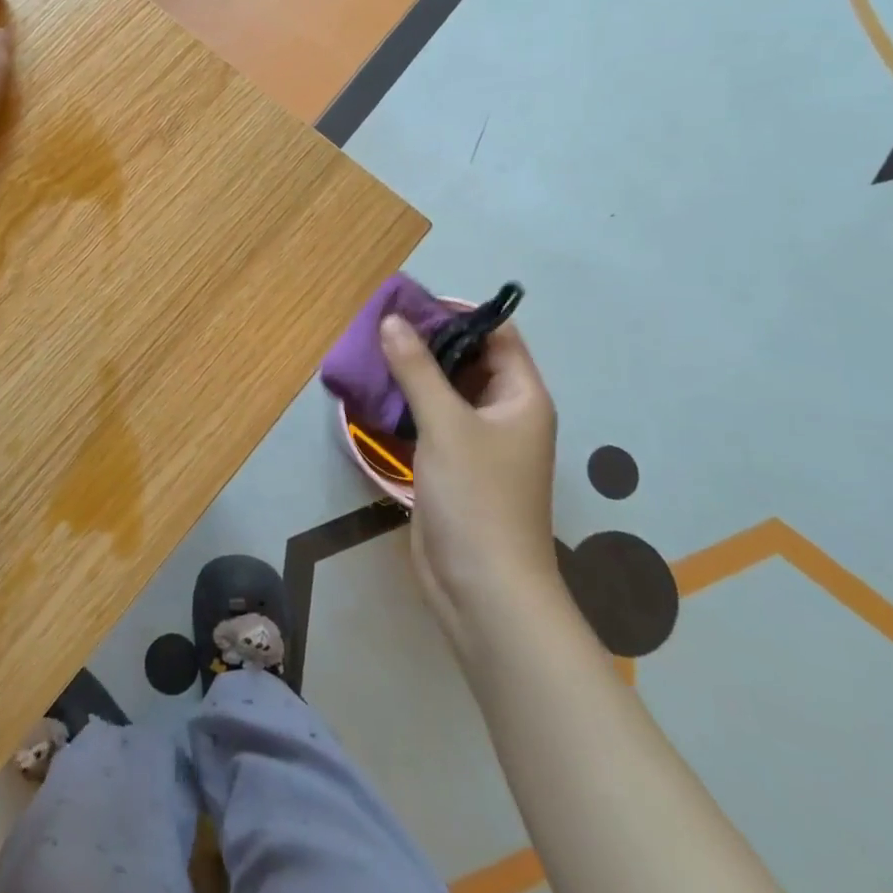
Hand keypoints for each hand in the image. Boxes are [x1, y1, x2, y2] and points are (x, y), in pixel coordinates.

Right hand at [380, 315, 560, 642]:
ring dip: (415, 372)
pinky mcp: (455, 465)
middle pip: (469, 360)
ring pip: (447, 390)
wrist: (482, 589)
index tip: (411, 302)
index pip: (496, 335)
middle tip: (381, 324)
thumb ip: (416, 368)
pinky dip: (409, 403)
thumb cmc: (477, 498)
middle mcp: (505, 413)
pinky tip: (376, 392)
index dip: (458, 314)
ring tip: (371, 350)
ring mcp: (480, 441)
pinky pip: (433, 419)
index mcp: (521, 396)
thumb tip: (392, 320)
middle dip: (429, 341)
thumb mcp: (445, 424)